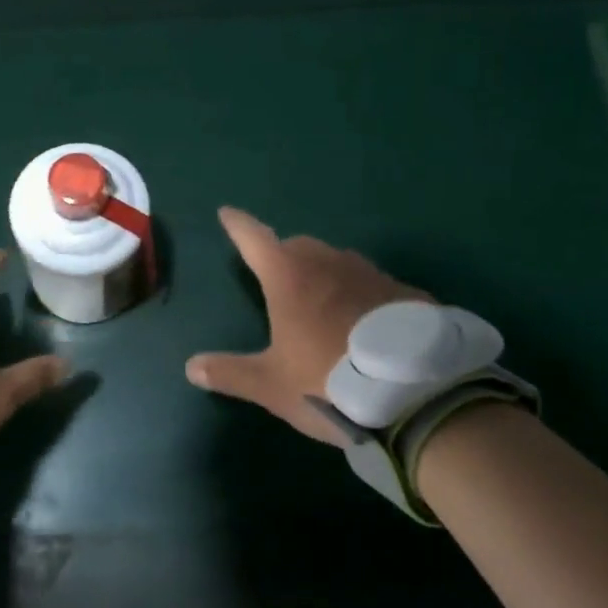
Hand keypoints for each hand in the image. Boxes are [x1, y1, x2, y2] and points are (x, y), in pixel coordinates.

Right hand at [186, 207, 430, 445]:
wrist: (416, 394)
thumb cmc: (328, 382)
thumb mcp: (273, 385)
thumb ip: (230, 373)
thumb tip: (191, 367)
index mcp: (289, 277)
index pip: (254, 238)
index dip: (238, 226)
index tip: (227, 213)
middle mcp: (329, 264)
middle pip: (298, 247)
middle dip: (283, 255)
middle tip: (276, 278)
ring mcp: (371, 275)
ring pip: (338, 262)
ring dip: (324, 274)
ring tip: (322, 304)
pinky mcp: (405, 293)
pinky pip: (373, 285)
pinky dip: (360, 295)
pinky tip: (366, 324)